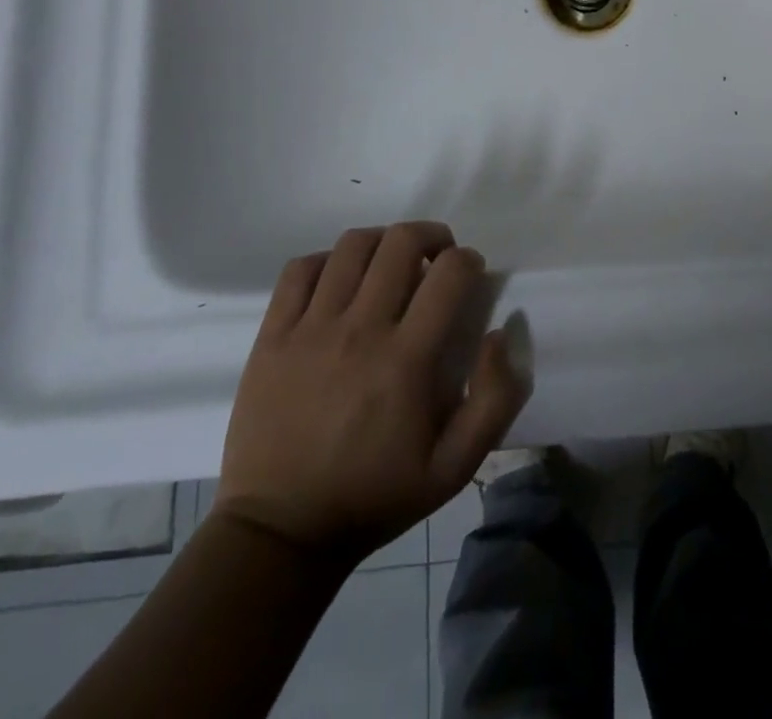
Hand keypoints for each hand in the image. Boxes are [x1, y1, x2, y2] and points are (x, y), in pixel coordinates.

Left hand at [213, 223, 525, 566]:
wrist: (280, 533)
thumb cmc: (375, 495)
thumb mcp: (456, 467)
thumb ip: (495, 399)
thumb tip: (499, 334)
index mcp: (407, 360)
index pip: (449, 272)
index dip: (469, 261)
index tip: (470, 277)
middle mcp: (360, 331)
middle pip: (400, 242)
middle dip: (431, 236)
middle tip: (436, 260)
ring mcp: (310, 331)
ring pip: (352, 246)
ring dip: (382, 243)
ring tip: (390, 265)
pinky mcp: (272, 338)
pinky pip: (300, 270)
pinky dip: (327, 261)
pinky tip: (339, 283)